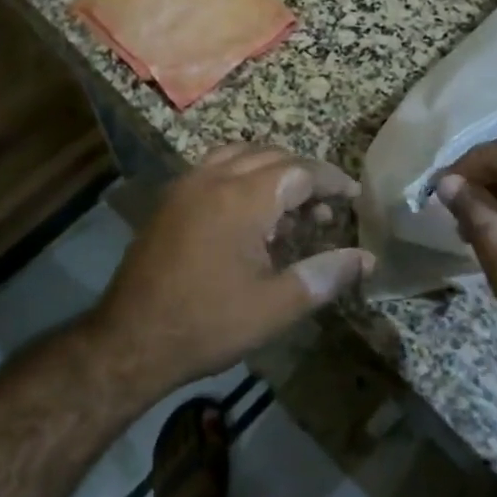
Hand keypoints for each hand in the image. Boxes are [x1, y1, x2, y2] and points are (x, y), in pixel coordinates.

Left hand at [93, 145, 373, 394]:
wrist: (130, 341)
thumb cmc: (208, 324)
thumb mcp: (276, 306)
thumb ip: (325, 275)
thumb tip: (366, 258)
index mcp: (243, 198)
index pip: (300, 171)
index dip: (332, 181)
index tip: (354, 197)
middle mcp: (214, 178)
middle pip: (271, 156)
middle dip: (304, 176)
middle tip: (324, 211)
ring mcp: (186, 185)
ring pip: (240, 155)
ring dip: (271, 171)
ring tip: (289, 208)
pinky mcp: (169, 200)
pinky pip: (215, 168)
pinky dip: (242, 176)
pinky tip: (249, 215)